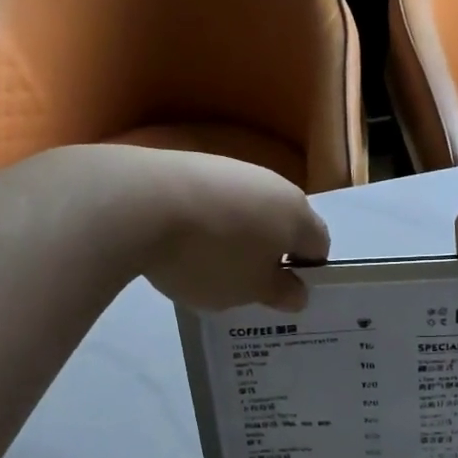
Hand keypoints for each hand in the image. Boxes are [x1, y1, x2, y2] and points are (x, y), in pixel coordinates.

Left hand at [48, 146, 328, 311]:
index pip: (319, 246)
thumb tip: (299, 292)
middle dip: (270, 253)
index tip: (282, 294)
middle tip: (246, 285)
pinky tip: (181, 242)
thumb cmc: (211, 256)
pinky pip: (213, 201)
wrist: (138, 203)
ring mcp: (231, 169)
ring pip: (247, 210)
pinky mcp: (192, 163)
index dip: (306, 272)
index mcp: (297, 215)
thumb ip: (280, 292)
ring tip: (207, 266)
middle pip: (283, 223)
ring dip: (237, 237)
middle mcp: (272, 184)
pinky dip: (206, 222)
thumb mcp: (249, 290)